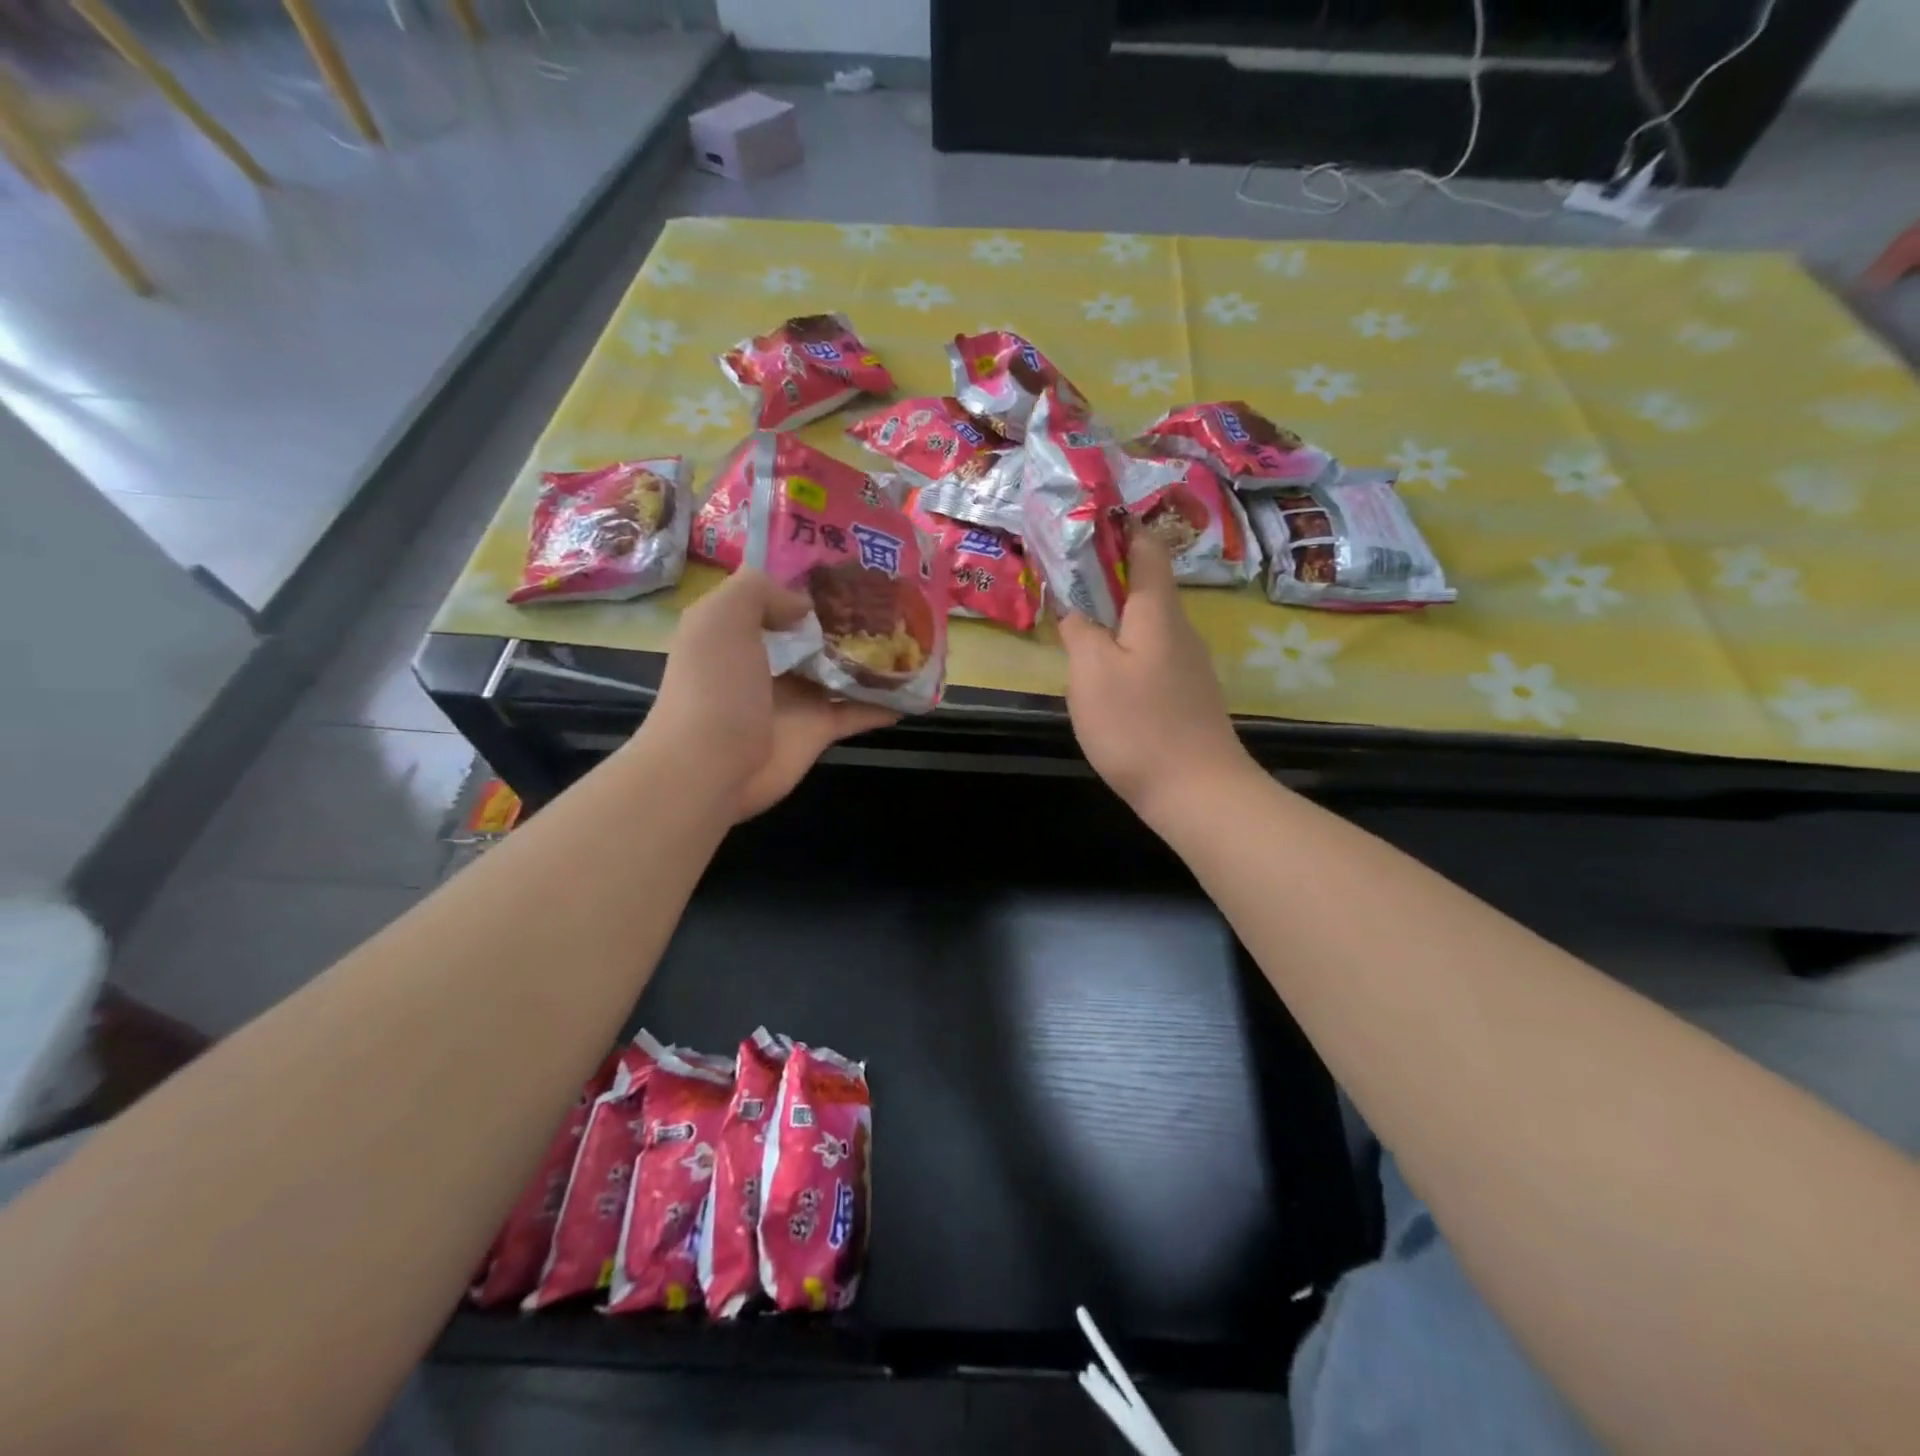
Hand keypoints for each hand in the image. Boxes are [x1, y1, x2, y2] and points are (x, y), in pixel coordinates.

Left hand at [641, 570, 897, 820]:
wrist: (709, 767)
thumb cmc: (714, 686)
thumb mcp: (722, 616)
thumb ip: (760, 591)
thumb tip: (804, 603)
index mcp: (738, 630)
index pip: (774, 595)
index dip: (806, 578)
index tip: (848, 561)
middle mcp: (767, 661)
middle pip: (813, 632)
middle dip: (847, 614)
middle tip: (893, 594)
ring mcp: (795, 697)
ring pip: (840, 669)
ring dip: (871, 656)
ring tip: (912, 633)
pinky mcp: (817, 729)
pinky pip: (858, 711)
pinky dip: (885, 702)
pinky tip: (917, 688)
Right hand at [1056, 529, 1251, 824]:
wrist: (1198, 791)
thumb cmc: (1138, 725)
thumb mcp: (1091, 673)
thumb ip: (1080, 631)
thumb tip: (1074, 607)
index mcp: (1158, 612)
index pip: (1147, 549)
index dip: (1119, 528)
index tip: (1085, 521)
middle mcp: (1180, 629)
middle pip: (1147, 585)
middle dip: (1108, 573)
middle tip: (1064, 575)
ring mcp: (1189, 664)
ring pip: (1147, 623)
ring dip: (1114, 613)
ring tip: (1076, 619)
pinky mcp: (1187, 694)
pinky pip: (1152, 654)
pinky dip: (1125, 647)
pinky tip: (1103, 670)